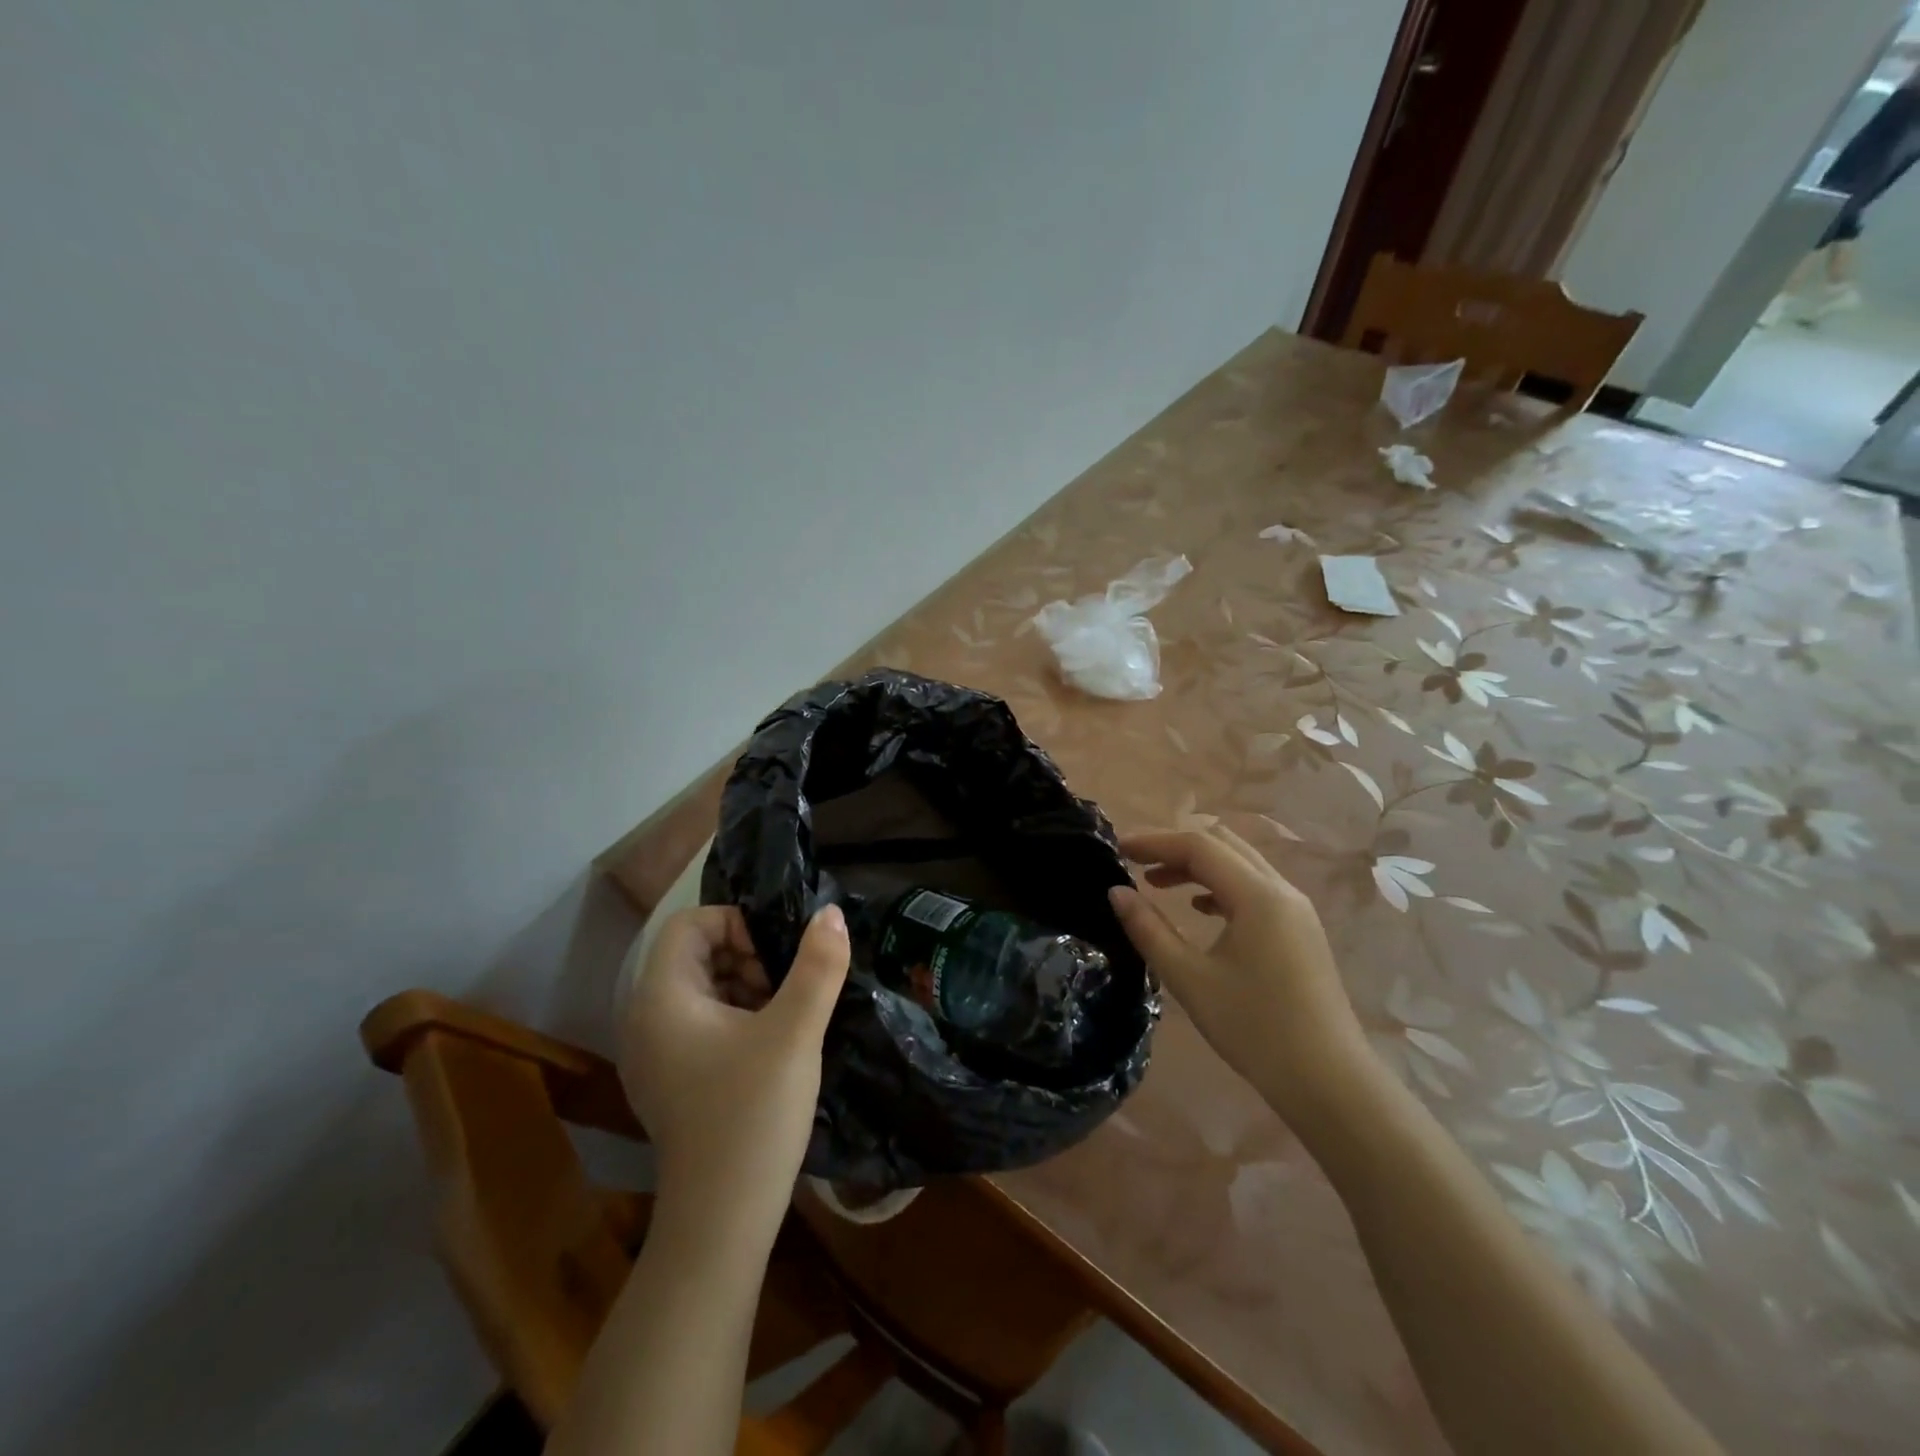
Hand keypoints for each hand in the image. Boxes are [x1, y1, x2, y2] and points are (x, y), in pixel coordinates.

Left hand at [616, 904, 848, 1248]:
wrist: (721, 1221)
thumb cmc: (752, 1115)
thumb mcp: (794, 1033)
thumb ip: (817, 966)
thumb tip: (830, 913)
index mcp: (662, 998)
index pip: (690, 923)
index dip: (736, 924)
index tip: (775, 959)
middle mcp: (646, 1018)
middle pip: (695, 954)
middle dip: (746, 957)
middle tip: (785, 990)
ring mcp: (654, 1053)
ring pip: (702, 988)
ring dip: (745, 987)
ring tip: (783, 1019)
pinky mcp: (670, 1079)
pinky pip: (700, 1022)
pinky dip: (735, 1018)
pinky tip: (769, 1048)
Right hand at [1109, 827, 1372, 1126]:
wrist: (1329, 1082)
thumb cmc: (1254, 1028)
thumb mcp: (1189, 979)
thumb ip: (1149, 930)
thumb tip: (1116, 892)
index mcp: (1257, 895)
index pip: (1198, 846)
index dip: (1154, 841)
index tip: (1117, 848)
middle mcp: (1281, 890)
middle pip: (1222, 845)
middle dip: (1175, 846)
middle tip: (1134, 862)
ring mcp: (1296, 910)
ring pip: (1240, 864)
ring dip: (1198, 865)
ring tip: (1157, 883)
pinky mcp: (1300, 931)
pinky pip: (1255, 888)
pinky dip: (1220, 885)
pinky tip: (1199, 908)